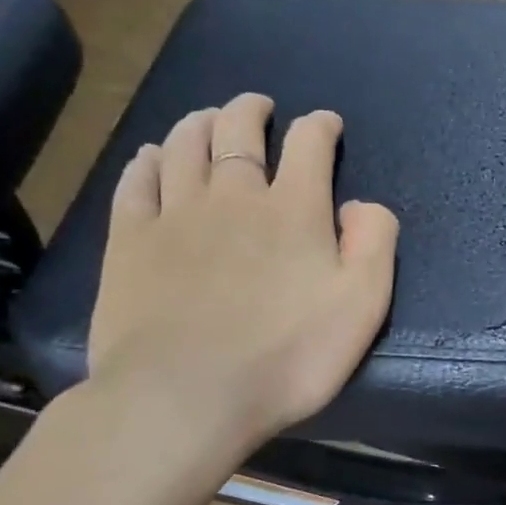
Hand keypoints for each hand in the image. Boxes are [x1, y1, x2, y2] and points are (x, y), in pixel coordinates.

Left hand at [86, 94, 397, 474]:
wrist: (186, 397)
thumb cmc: (288, 356)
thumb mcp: (362, 305)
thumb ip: (374, 243)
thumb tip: (360, 204)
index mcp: (294, 209)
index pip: (309, 144)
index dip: (320, 126)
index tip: (326, 124)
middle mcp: (234, 196)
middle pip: (238, 130)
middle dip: (252, 110)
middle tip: (259, 107)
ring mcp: (175, 215)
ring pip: (185, 145)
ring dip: (200, 123)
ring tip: (208, 119)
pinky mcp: (130, 241)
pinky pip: (137, 182)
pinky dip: (149, 160)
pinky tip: (153, 156)